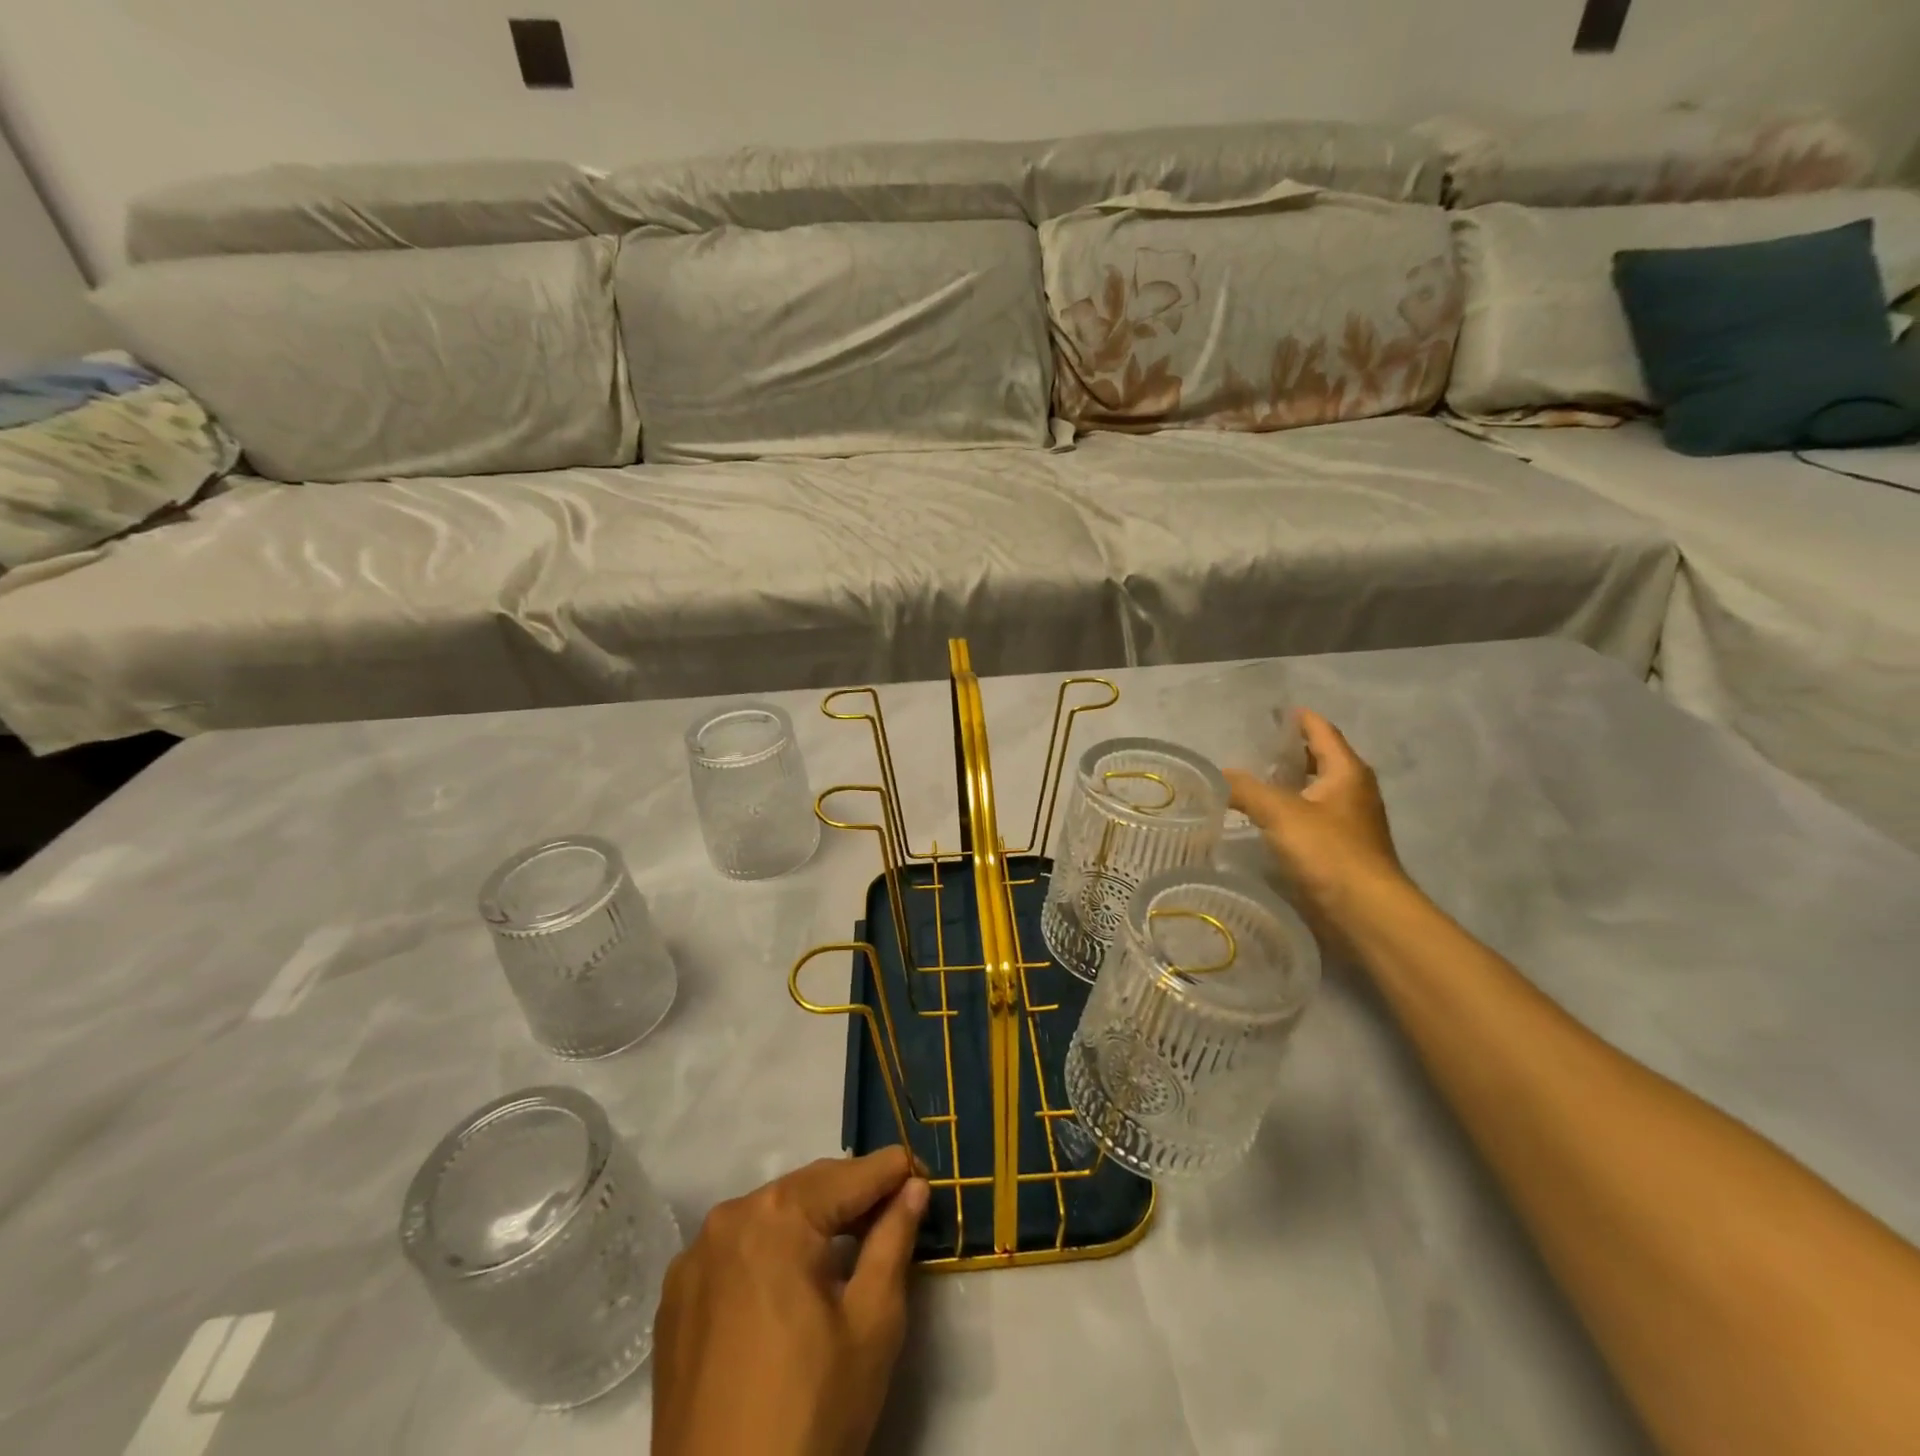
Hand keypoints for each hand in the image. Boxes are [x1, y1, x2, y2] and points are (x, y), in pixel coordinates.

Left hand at [651, 1147, 929, 1455]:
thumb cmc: (811, 1413)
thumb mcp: (872, 1323)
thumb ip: (894, 1240)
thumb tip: (913, 1186)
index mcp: (778, 1215)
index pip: (851, 1175)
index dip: (894, 1171)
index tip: (925, 1174)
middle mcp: (729, 1217)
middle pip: (807, 1188)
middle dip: (853, 1194)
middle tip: (896, 1210)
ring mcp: (694, 1257)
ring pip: (770, 1215)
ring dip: (812, 1221)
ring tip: (850, 1246)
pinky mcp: (674, 1298)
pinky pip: (737, 1251)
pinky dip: (771, 1252)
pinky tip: (792, 1285)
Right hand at [1226, 708, 1408, 946]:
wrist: (1365, 911)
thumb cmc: (1328, 851)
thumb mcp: (1280, 813)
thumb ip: (1246, 789)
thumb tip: (1219, 774)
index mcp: (1347, 772)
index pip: (1322, 731)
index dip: (1299, 719)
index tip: (1274, 711)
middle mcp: (1354, 791)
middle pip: (1321, 760)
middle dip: (1291, 752)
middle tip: (1254, 747)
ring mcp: (1351, 822)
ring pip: (1316, 791)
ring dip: (1289, 783)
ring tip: (1253, 780)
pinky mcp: (1342, 849)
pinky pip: (1312, 818)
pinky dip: (1291, 811)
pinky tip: (1265, 819)